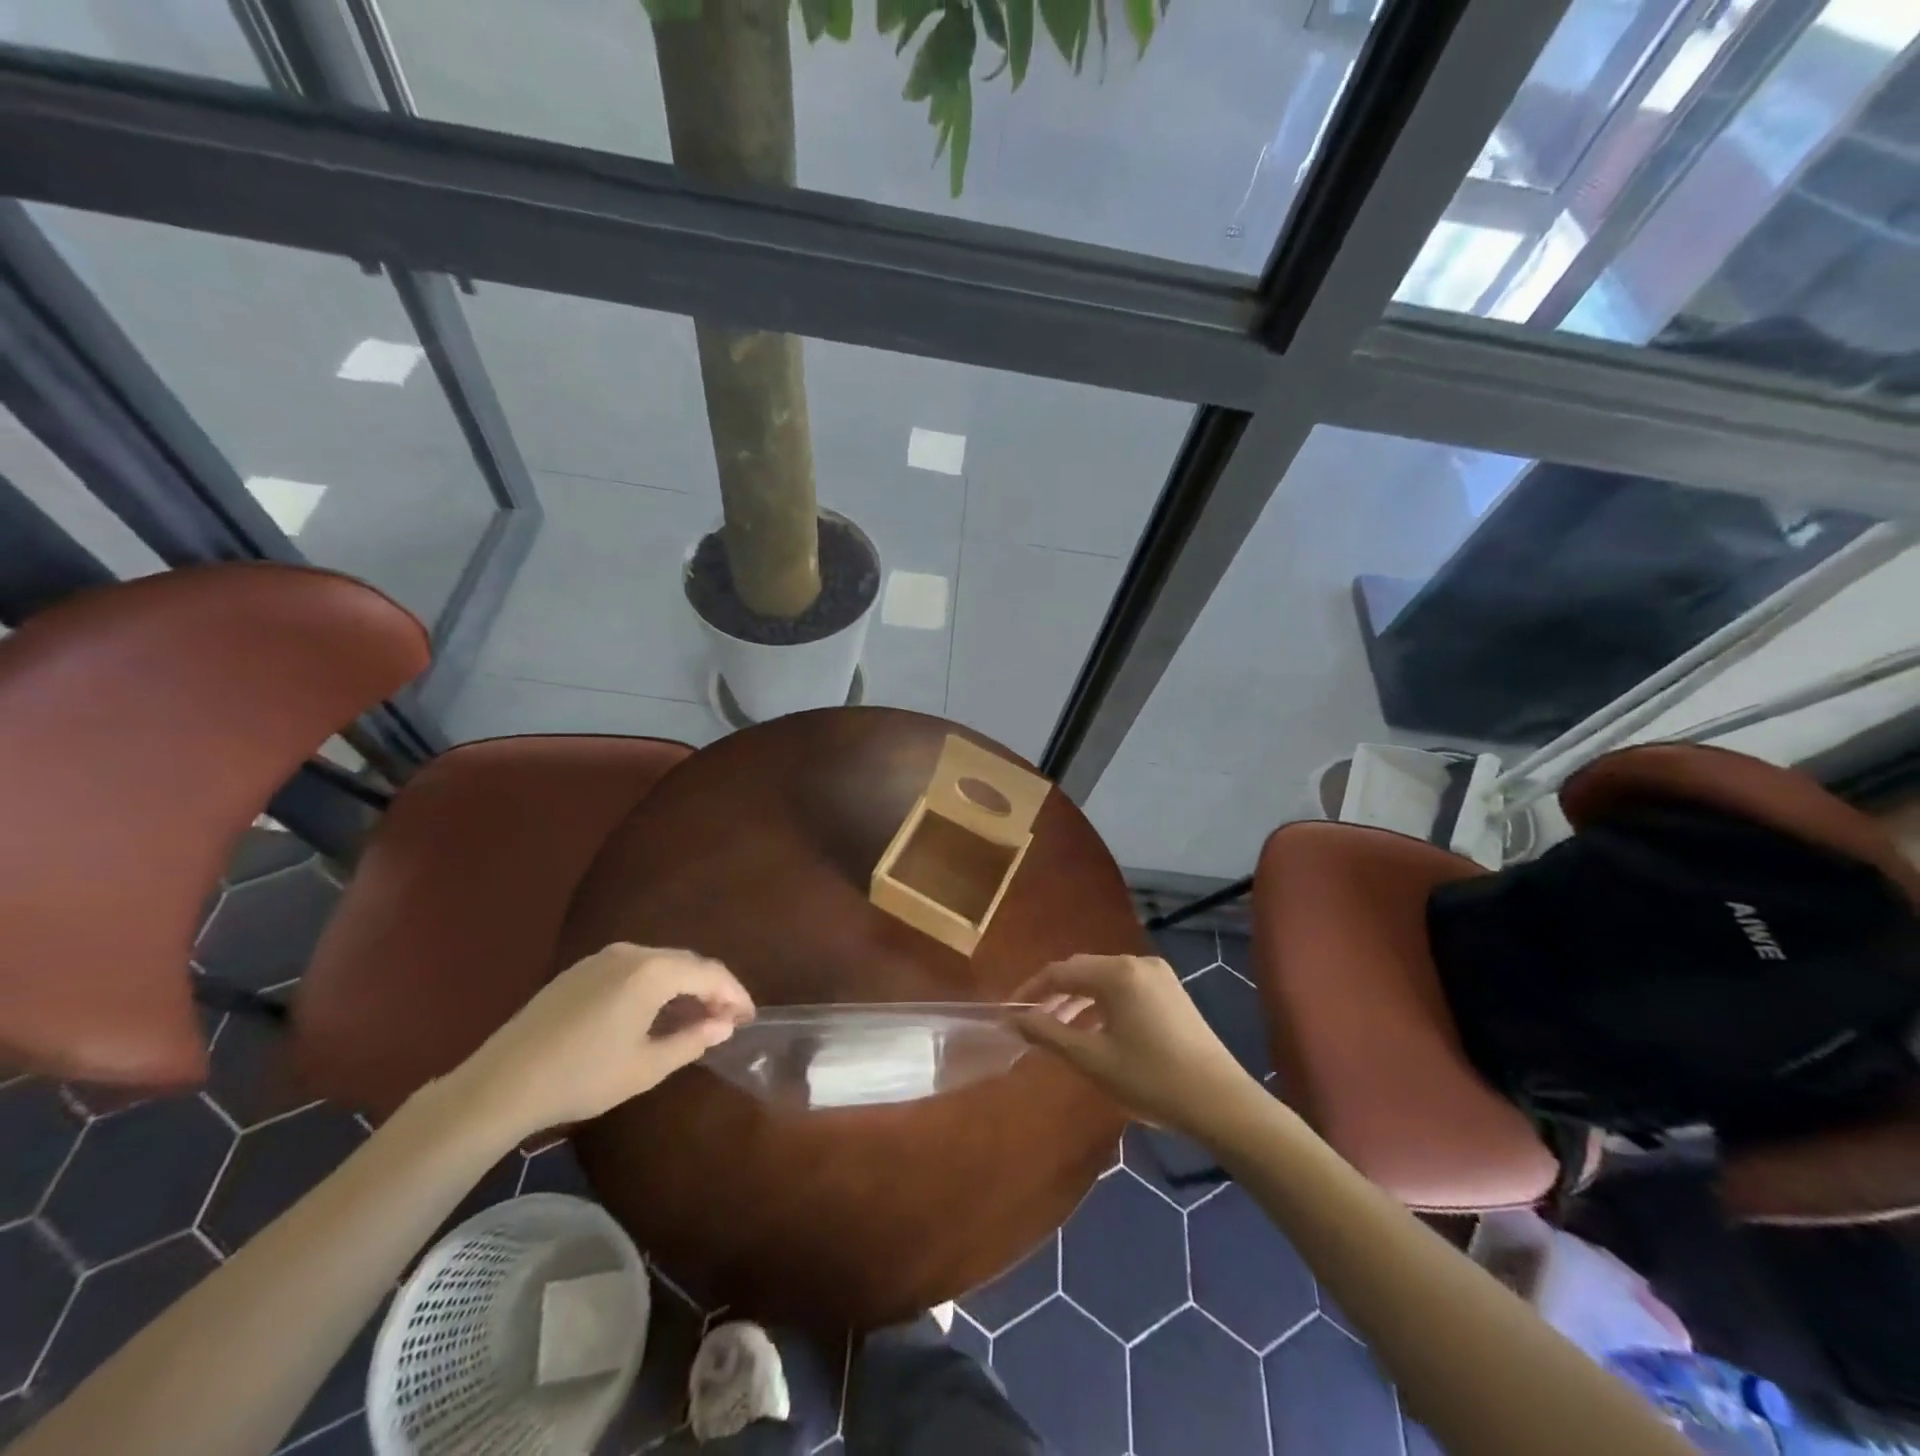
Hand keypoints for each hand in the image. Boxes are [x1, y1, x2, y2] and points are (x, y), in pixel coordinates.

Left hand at [453, 944, 754, 1137]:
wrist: (500, 1083)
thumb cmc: (582, 1077)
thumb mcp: (646, 1067)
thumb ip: (692, 1041)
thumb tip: (724, 1025)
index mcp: (652, 972)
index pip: (710, 972)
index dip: (735, 993)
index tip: (749, 1018)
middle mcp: (631, 953)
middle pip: (686, 962)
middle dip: (712, 987)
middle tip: (728, 1018)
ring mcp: (602, 958)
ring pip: (660, 964)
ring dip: (684, 985)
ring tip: (696, 1016)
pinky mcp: (580, 970)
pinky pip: (634, 968)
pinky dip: (656, 984)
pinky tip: (655, 1011)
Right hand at [1011, 955, 1254, 1136]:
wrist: (1220, 1102)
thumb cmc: (1151, 1079)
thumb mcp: (1092, 1059)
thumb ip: (1049, 1034)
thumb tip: (1016, 1019)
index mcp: (1117, 973)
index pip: (1060, 971)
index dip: (1031, 990)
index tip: (1010, 1013)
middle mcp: (1137, 963)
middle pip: (1083, 970)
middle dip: (1054, 994)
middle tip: (1033, 1023)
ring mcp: (1158, 976)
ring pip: (1104, 979)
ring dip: (1078, 1000)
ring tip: (1059, 1030)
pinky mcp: (1171, 992)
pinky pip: (1125, 988)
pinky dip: (1103, 1003)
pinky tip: (1095, 1030)